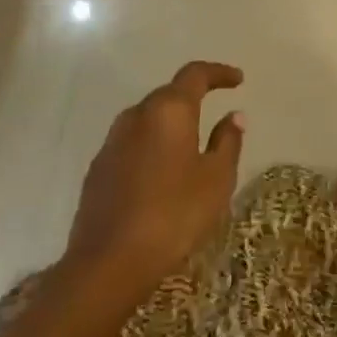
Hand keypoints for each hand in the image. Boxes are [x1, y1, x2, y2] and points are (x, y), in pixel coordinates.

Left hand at [60, 61, 245, 306]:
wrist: (109, 263)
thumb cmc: (174, 214)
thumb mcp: (216, 179)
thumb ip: (228, 142)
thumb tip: (234, 116)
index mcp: (169, 110)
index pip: (195, 74)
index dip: (219, 73)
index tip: (238, 80)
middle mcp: (136, 116)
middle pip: (168, 94)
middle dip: (193, 98)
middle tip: (215, 112)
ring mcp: (111, 142)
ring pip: (147, 119)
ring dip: (170, 123)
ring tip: (191, 143)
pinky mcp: (98, 169)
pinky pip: (132, 144)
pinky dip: (152, 146)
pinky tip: (162, 171)